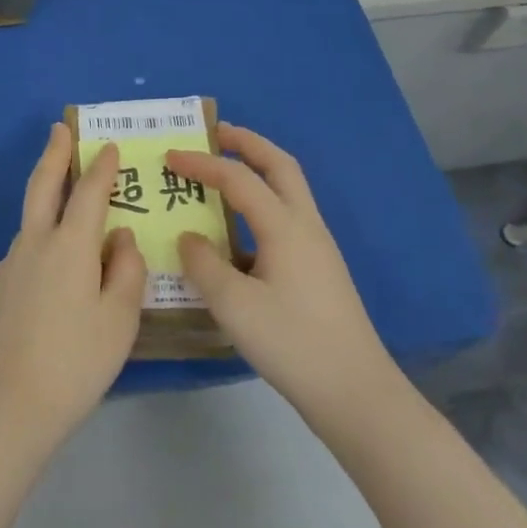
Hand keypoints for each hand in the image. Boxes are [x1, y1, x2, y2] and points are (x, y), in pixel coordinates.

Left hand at [0, 124, 145, 463]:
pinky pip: (23, 257)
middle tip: (59, 129)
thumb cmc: (74, 363)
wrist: (5, 406)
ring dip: (47, 203)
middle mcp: (35, 244)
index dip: (102, 167)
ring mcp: (8, 265)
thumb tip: (120, 236)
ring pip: (32, 223)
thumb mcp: (118, 321)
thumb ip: (125, 270)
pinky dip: (39, 249)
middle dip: (54, 154)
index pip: (90, 192)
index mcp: (70, 246)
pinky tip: (49, 281)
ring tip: (68, 213)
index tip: (109, 146)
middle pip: (43, 185)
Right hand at [167, 124, 398, 426]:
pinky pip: (287, 218)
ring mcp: (317, 247)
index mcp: (285, 226)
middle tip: (215, 133)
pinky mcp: (319, 270)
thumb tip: (189, 238)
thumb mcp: (234, 306)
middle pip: (279, 165)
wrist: (356, 394)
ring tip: (223, 173)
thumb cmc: (293, 344)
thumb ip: (203, 265)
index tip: (169, 156)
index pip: (237, 178)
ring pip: (288, 189)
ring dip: (258, 170)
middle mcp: (305, 225)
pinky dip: (261, 205)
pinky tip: (239, 234)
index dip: (201, 162)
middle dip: (247, 143)